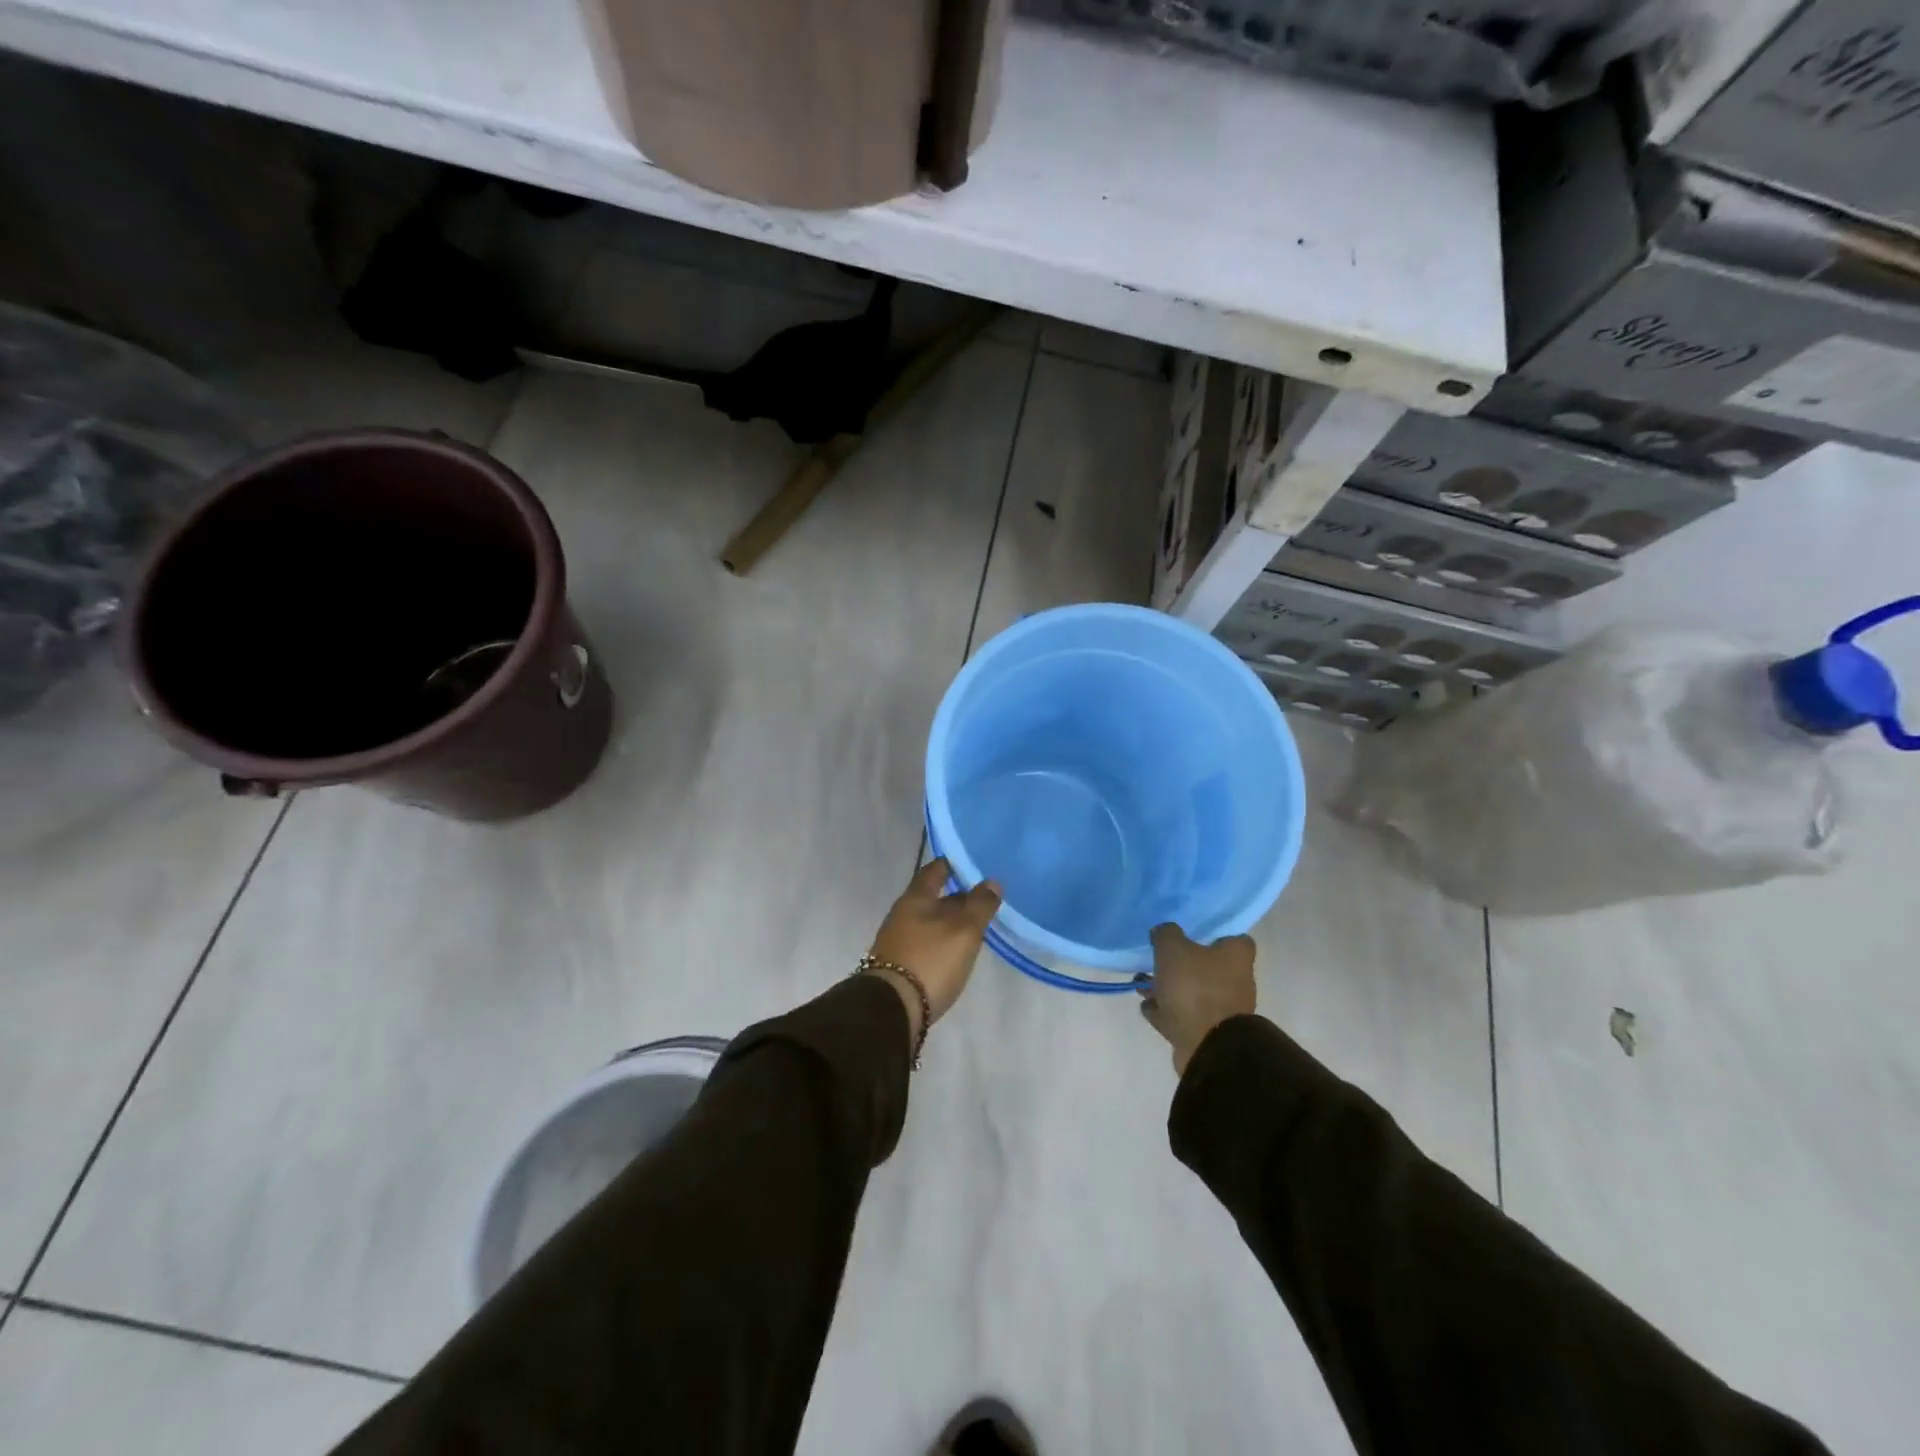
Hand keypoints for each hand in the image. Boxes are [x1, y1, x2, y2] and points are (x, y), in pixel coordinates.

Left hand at [866, 858, 1001, 1038]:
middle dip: (956, 896)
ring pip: (929, 921)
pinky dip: (941, 941)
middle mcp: (902, 914)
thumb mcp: (964, 931)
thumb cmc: (930, 960)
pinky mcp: (898, 964)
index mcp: (915, 898)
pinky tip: (955, 952)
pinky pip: (924, 942)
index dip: (952, 864)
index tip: (972, 864)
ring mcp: (897, 940)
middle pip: (932, 897)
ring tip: (975, 927)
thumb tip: (992, 881)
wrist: (891, 1009)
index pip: (934, 870)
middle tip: (984, 899)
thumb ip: (980, 905)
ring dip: (950, 921)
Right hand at [1139, 924, 1256, 1074]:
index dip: (1212, 932)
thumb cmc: (1195, 988)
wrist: (1208, 1048)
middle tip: (1156, 958)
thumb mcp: (1172, 949)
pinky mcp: (1209, 1032)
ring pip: (1193, 991)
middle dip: (1181, 962)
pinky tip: (1147, 1006)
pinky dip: (1167, 1010)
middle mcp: (1237, 981)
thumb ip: (1166, 934)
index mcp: (1236, 956)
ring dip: (1168, 988)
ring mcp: (1224, 1010)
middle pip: (1208, 965)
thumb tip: (1164, 931)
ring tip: (1142, 984)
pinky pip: (1184, 1015)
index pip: (1233, 936)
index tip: (1189, 930)